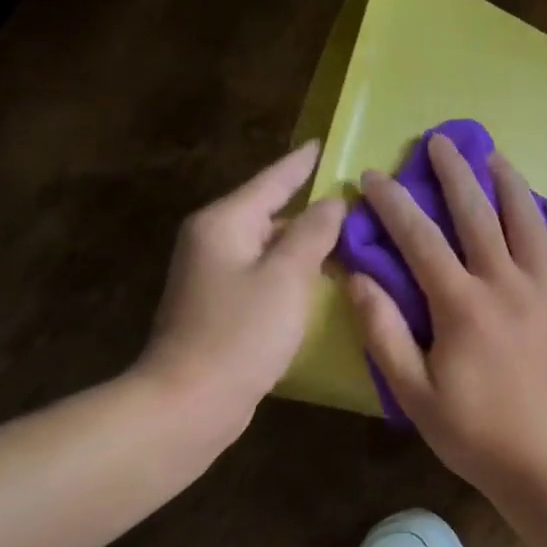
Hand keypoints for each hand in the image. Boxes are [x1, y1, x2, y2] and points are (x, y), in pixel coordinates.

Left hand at [134, 141, 345, 424]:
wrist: (190, 401)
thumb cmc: (241, 333)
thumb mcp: (286, 277)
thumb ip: (313, 233)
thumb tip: (334, 201)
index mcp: (225, 222)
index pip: (272, 180)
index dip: (302, 164)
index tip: (324, 144)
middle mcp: (214, 240)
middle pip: (269, 210)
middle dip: (310, 204)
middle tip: (355, 196)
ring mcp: (215, 275)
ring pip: (270, 244)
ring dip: (305, 239)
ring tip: (349, 232)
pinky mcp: (223, 306)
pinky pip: (266, 273)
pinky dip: (294, 269)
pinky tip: (322, 275)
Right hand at [347, 134, 546, 499]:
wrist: (545, 461)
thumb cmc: (473, 432)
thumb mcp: (413, 392)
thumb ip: (383, 332)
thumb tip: (358, 278)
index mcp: (461, 304)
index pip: (420, 239)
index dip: (393, 204)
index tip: (373, 176)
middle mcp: (506, 284)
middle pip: (478, 214)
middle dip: (454, 173)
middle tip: (440, 140)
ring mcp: (546, 292)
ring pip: (528, 222)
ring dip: (510, 184)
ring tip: (494, 157)